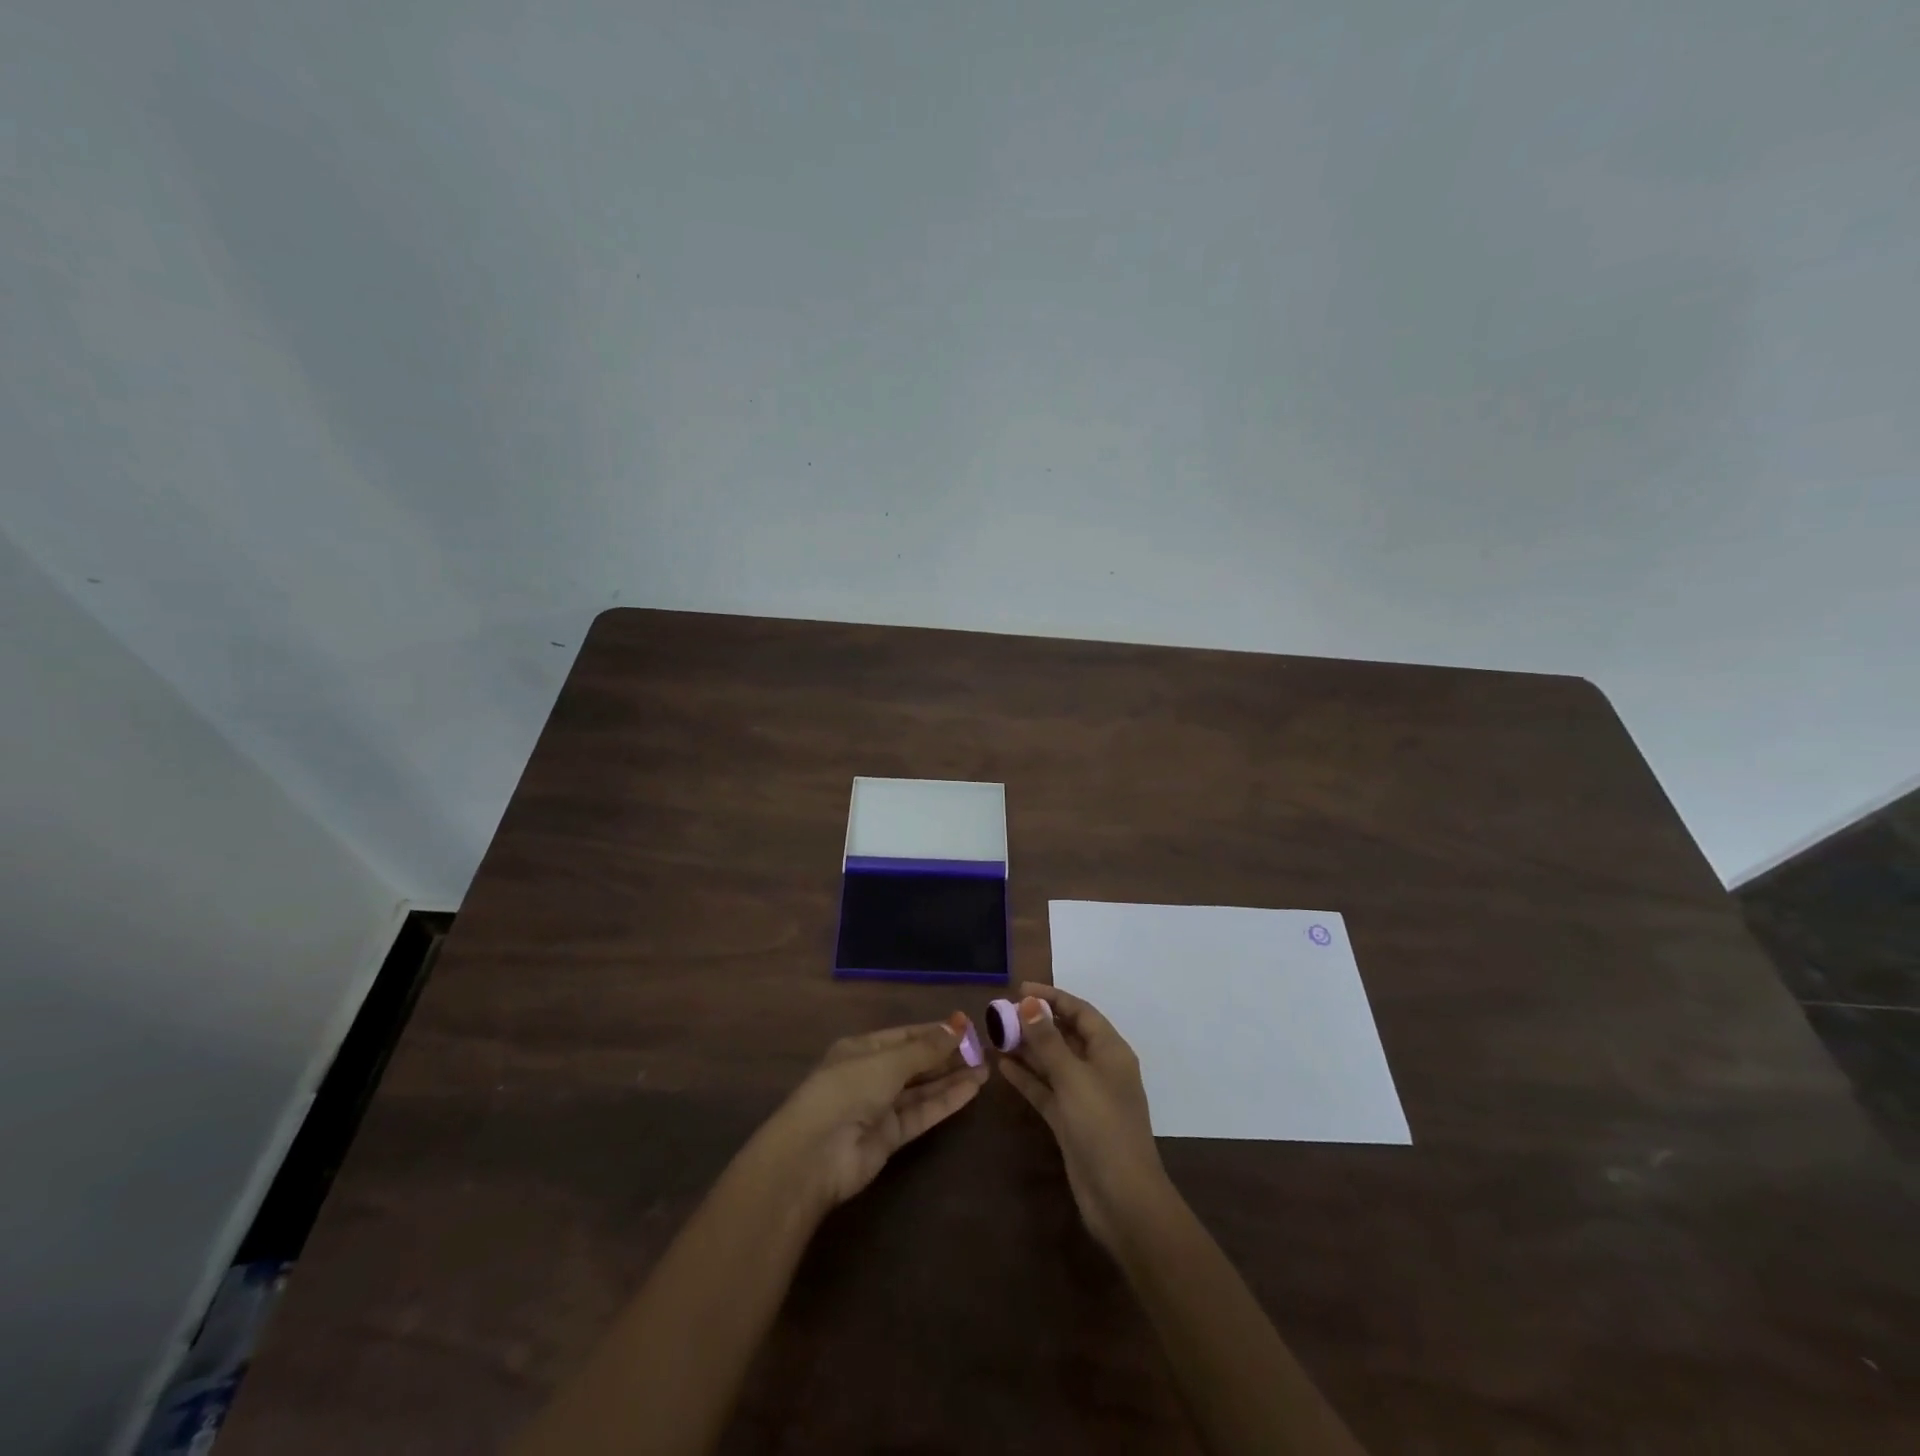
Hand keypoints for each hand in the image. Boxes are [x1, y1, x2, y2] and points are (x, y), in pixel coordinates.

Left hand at [757, 1015, 988, 1213]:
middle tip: (983, 1049)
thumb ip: (926, 1048)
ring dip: (951, 1079)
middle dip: (947, 1056)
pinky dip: (946, 1101)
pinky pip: (922, 1113)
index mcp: (861, 1049)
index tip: (967, 1027)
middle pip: (915, 1062)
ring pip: (922, 1088)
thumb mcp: (888, 1062)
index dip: (935, 1031)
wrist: (816, 1155)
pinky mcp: (890, 1137)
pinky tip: (972, 1090)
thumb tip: (959, 1023)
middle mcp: (871, 1075)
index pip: (905, 1035)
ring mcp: (880, 1107)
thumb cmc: (847, 1090)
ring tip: (986, 1069)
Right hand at [997, 983, 1170, 1250]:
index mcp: (1110, 1052)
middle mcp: (1099, 1069)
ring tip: (995, 1034)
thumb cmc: (1103, 1127)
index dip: (1052, 997)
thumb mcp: (1073, 1078)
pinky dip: (1027, 1077)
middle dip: (1036, 1022)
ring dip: (1028, 1048)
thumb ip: (1048, 1041)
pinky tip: (1002, 1065)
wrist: (1122, 1199)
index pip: (1080, 1012)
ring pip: (1053, 1062)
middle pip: (1065, 1035)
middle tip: (1000, 1012)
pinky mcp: (1070, 1121)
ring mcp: (1084, 1097)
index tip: (1019, 989)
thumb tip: (1028, 1003)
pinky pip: (1046, 1089)